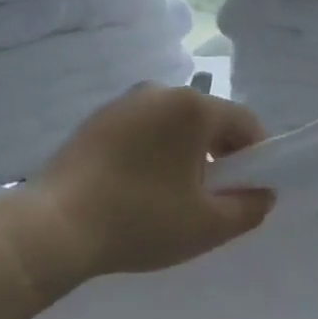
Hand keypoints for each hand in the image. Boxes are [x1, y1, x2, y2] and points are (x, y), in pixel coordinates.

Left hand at [0, 84, 273, 298]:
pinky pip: (143, 130)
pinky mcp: (96, 120)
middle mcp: (159, 91)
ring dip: (186, 154)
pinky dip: (154, 152)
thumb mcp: (207, 225)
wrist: (54, 227)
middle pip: (208, 120)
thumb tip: (262, 194)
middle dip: (220, 155)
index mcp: (192, 106)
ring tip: (174, 196)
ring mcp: (123, 103)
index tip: (249, 190)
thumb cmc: (140, 220)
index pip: (245, 122)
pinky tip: (140, 188)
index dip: (256, 156)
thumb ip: (249, 208)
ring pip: (174, 125)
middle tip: (213, 197)